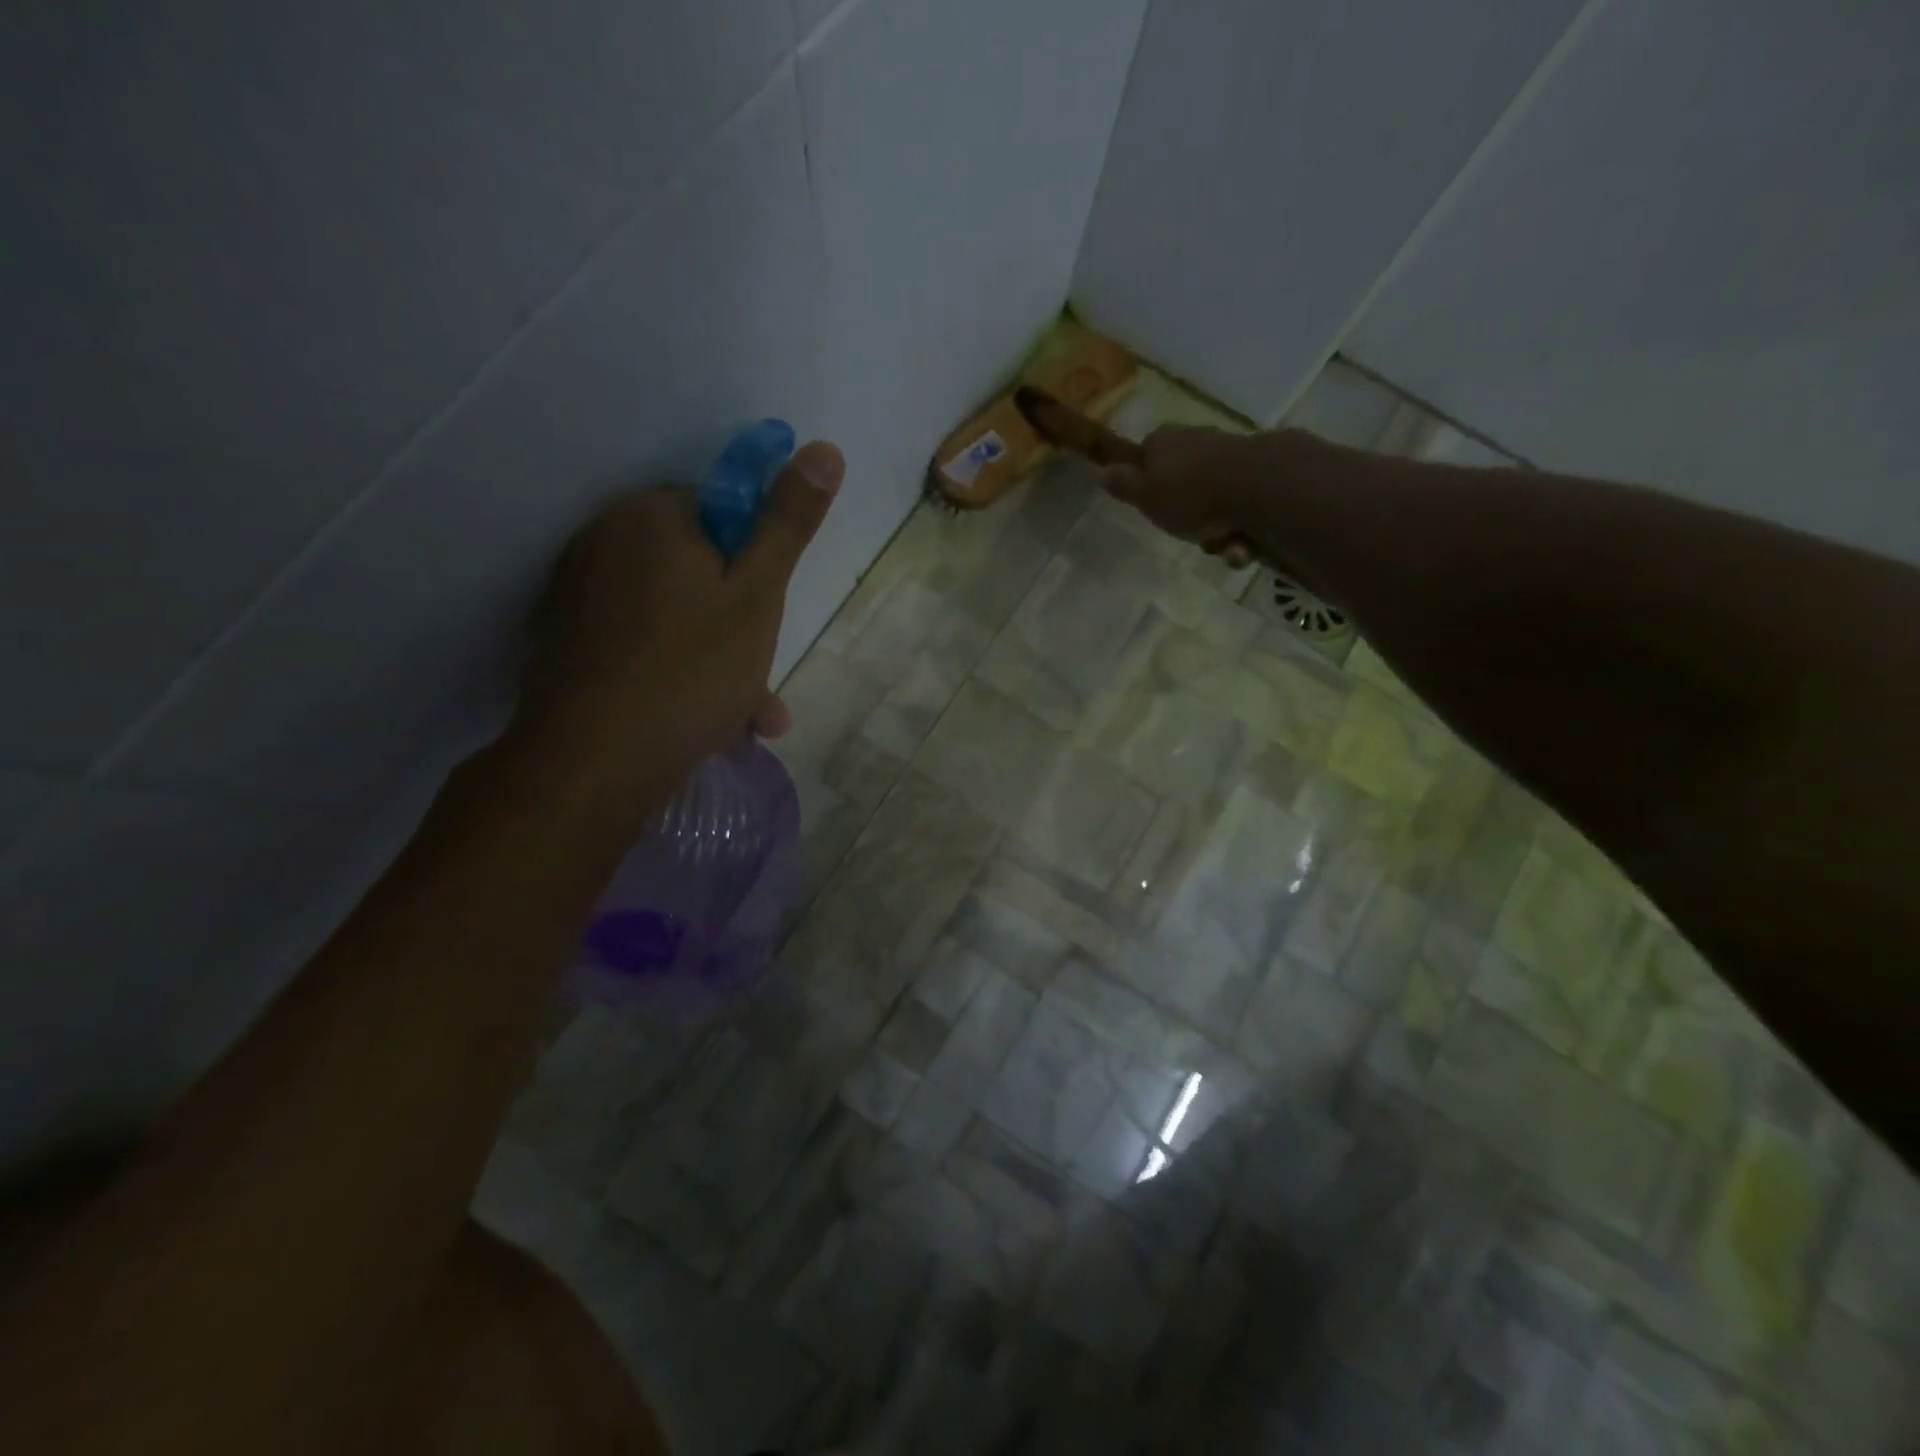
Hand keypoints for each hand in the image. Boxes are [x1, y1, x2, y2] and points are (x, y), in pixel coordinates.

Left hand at [520, 440, 843, 817]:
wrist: (594, 763)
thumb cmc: (690, 671)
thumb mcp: (758, 596)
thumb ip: (788, 524)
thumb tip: (823, 448)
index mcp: (650, 516)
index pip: (719, 512)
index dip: (753, 563)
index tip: (767, 615)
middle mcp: (604, 542)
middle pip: (695, 568)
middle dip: (739, 622)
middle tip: (762, 679)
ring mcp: (579, 595)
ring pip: (672, 615)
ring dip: (717, 659)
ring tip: (749, 716)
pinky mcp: (568, 643)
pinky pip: (642, 645)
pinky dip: (676, 673)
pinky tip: (705, 721)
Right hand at [1102, 425, 1324, 566]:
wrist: (1256, 487)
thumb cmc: (1188, 494)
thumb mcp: (1144, 496)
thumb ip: (1122, 485)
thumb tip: (1100, 471)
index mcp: (1164, 441)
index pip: (1147, 454)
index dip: (1146, 480)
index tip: (1150, 504)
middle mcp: (1196, 441)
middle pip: (1182, 481)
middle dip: (1186, 514)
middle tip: (1187, 534)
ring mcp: (1231, 455)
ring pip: (1213, 500)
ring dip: (1217, 531)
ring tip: (1223, 546)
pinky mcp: (1261, 473)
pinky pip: (1242, 508)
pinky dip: (1241, 530)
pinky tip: (1243, 544)